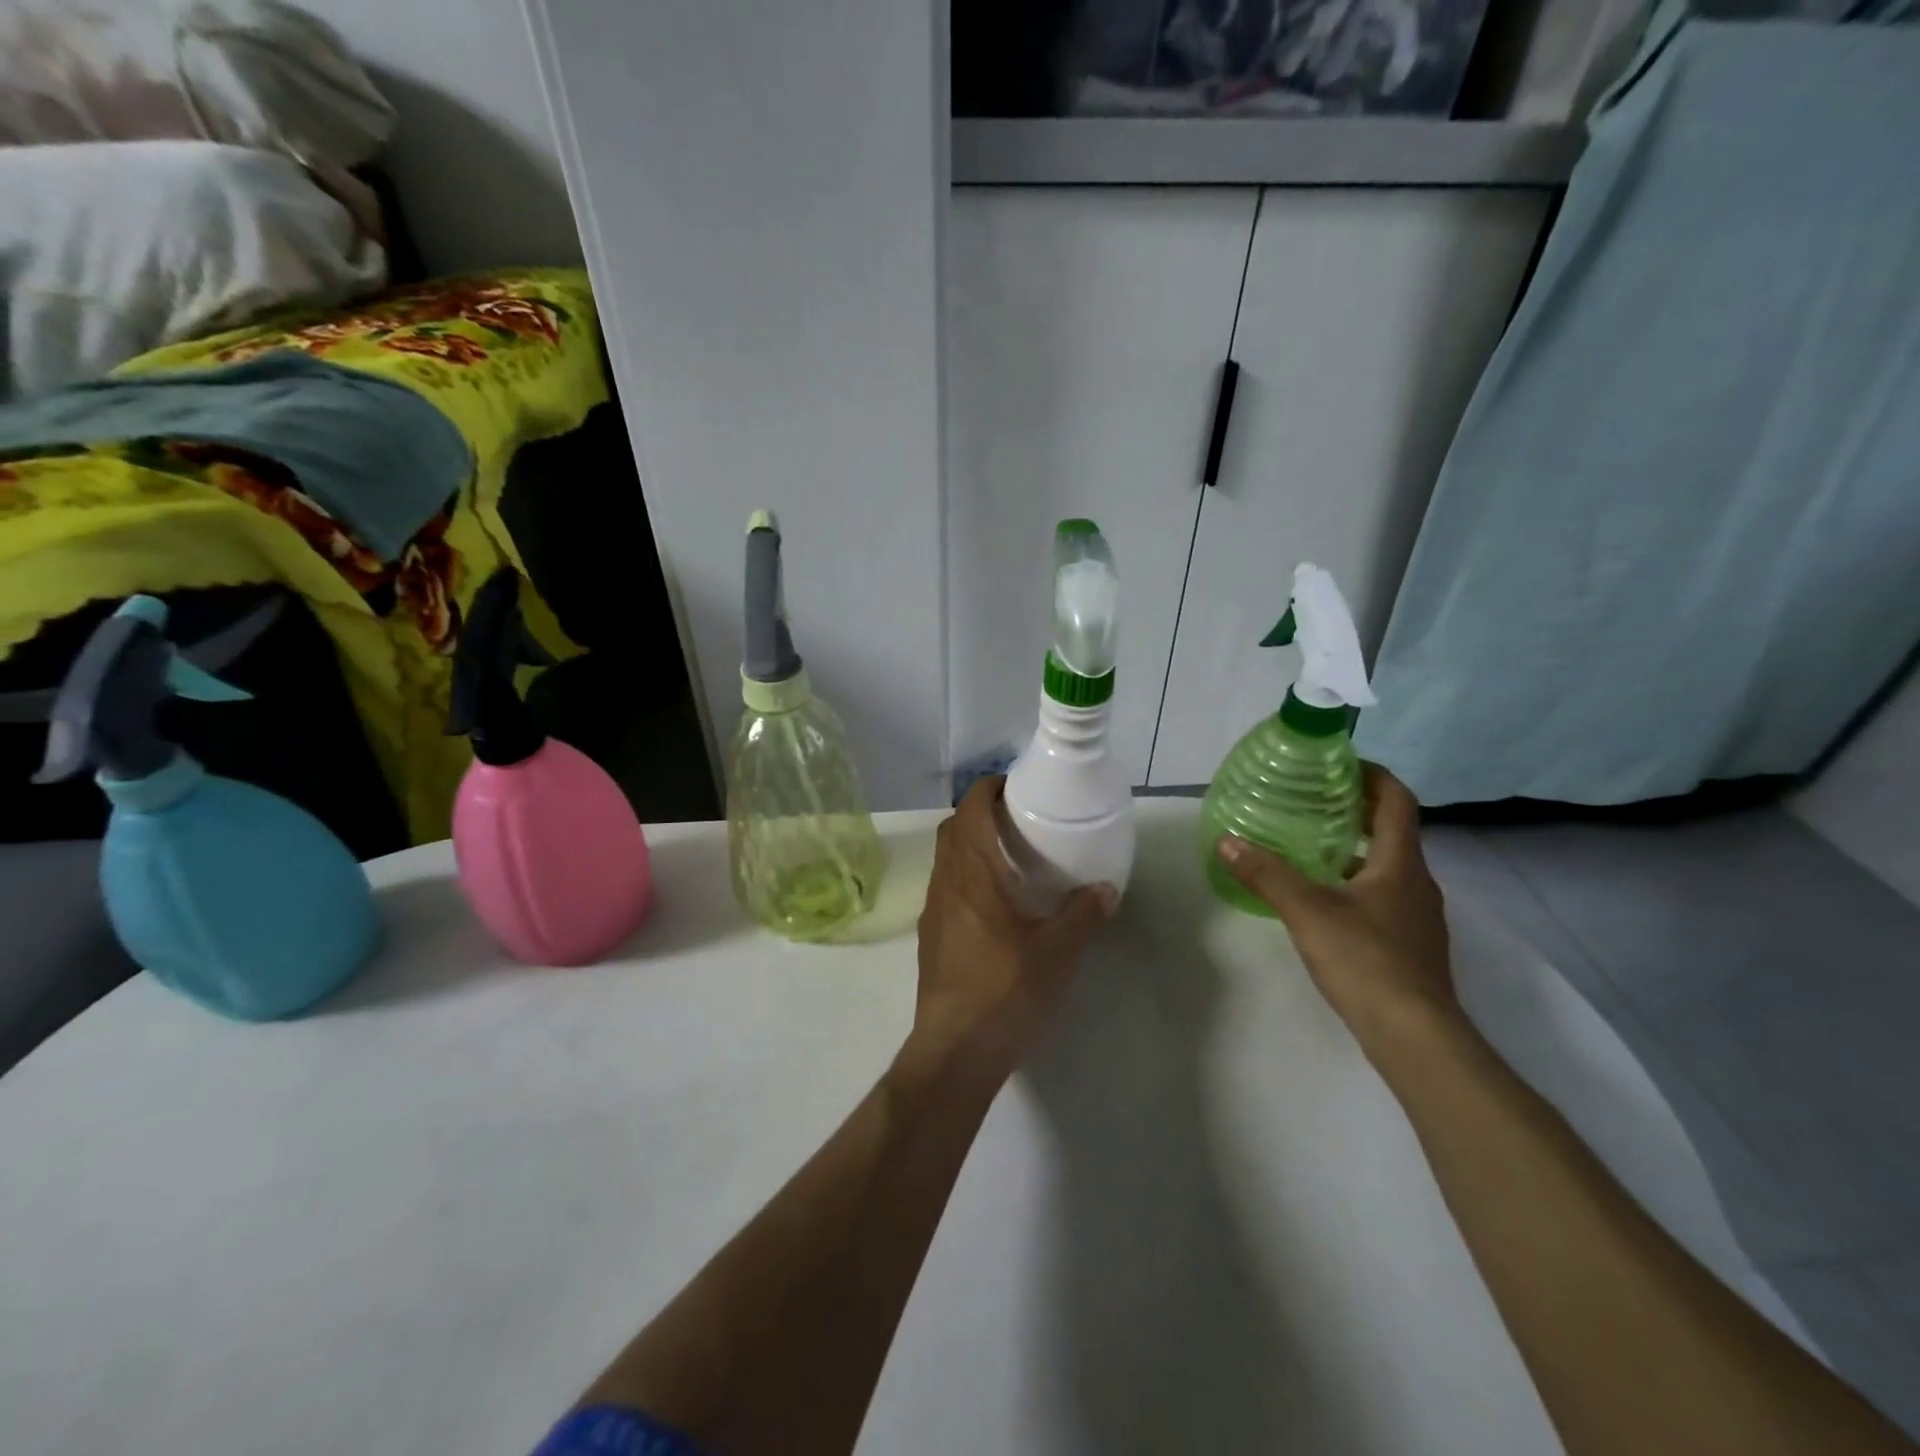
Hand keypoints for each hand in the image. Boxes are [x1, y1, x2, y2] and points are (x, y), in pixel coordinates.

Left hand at [907, 776, 1116, 1089]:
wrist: (955, 1051)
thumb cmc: (1005, 991)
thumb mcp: (1058, 953)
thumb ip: (1083, 915)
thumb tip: (1106, 888)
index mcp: (973, 874)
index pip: (970, 810)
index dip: (987, 788)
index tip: (1014, 785)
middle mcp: (946, 883)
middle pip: (953, 829)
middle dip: (979, 813)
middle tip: (1017, 818)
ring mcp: (933, 911)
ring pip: (946, 859)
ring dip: (970, 845)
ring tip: (1010, 856)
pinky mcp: (930, 938)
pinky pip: (946, 887)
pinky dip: (966, 876)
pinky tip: (996, 903)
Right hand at [1215, 764, 1456, 1049]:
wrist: (1415, 1036)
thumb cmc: (1366, 961)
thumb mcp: (1307, 912)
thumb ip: (1266, 874)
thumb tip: (1227, 840)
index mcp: (1401, 863)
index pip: (1397, 800)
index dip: (1371, 775)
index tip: (1335, 765)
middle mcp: (1417, 882)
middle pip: (1391, 830)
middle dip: (1354, 810)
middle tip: (1309, 801)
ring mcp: (1416, 915)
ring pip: (1386, 865)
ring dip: (1352, 848)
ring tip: (1306, 844)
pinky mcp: (1408, 943)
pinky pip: (1381, 895)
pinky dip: (1353, 882)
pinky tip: (1320, 897)